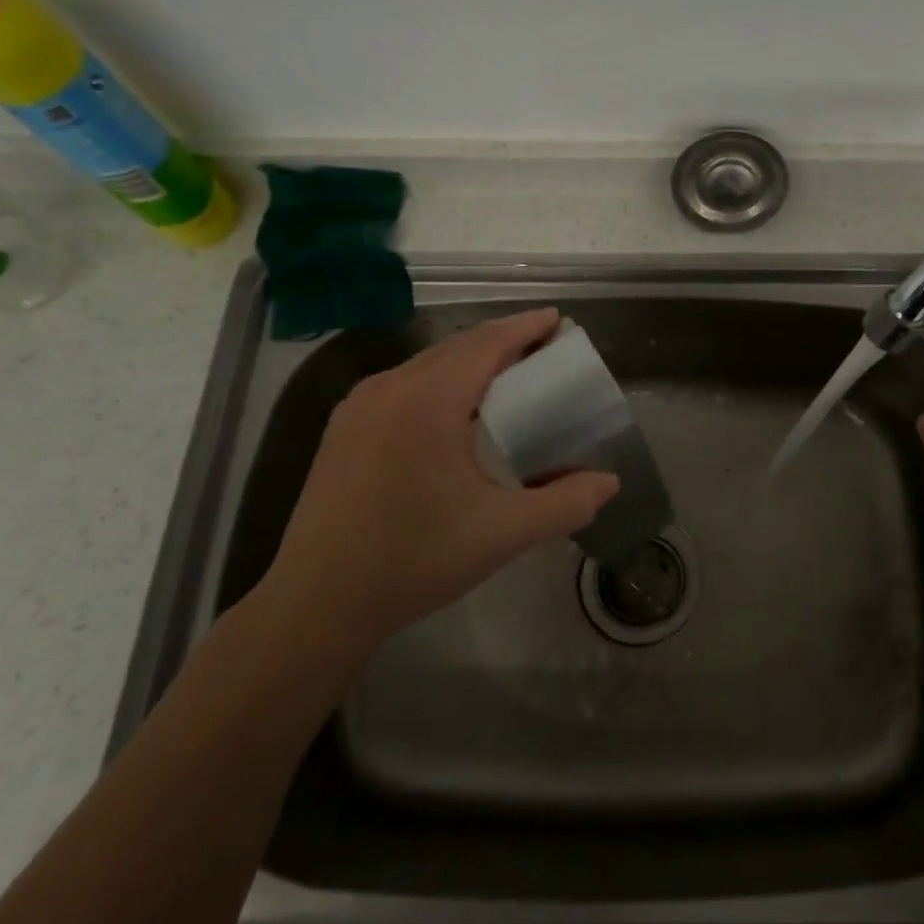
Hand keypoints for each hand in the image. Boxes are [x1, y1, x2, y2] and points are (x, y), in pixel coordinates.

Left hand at [263, 308, 619, 654]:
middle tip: (542, 348)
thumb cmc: (414, 561)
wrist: (315, 604)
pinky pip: (404, 384)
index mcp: (428, 401)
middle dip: (502, 340)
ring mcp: (359, 406)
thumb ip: (565, 503)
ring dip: (470, 360)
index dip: (525, 327)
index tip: (558, 319)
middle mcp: (390, 388)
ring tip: (507, 374)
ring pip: (427, 364)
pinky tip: (455, 409)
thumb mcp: (502, 533)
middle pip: (457, 347)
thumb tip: (609, 481)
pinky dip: (440, 380)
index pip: (486, 344)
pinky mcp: (343, 429)